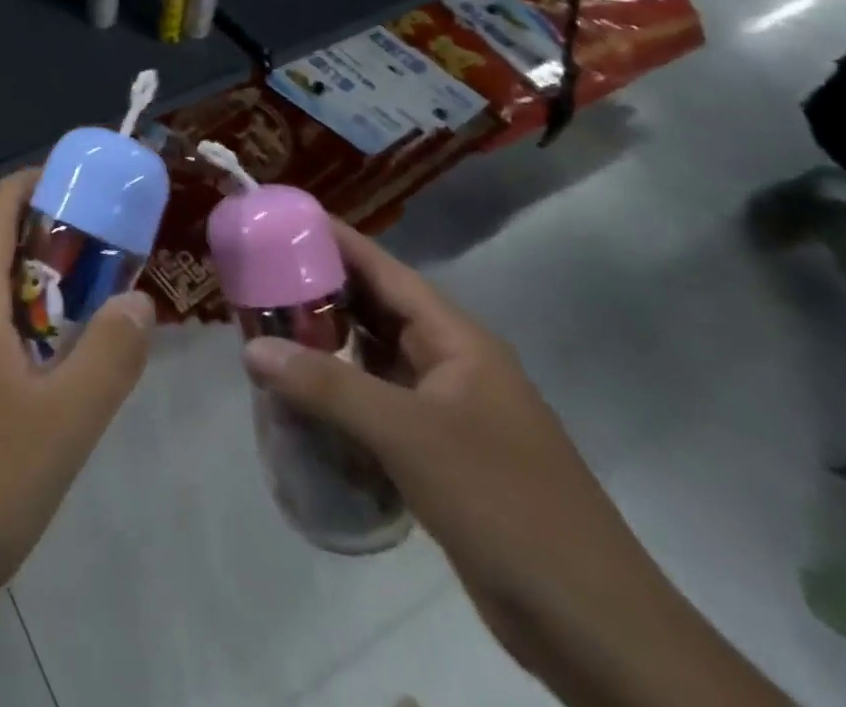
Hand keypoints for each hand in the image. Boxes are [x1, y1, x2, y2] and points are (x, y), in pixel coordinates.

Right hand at [240, 223, 789, 706]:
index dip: (333, 239)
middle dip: (315, 293)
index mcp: (455, 339)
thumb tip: (252, 349)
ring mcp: (445, 409)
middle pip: (372, 309)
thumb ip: (327, 387)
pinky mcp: (437, 452)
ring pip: (371, 358)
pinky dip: (337, 396)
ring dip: (323, 347)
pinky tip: (297, 401)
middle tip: (253, 279)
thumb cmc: (504, 503)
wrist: (593, 627)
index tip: (280, 218)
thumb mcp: (408, 436)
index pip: (383, 269)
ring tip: (262, 332)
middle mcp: (449, 362)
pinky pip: (375, 404)